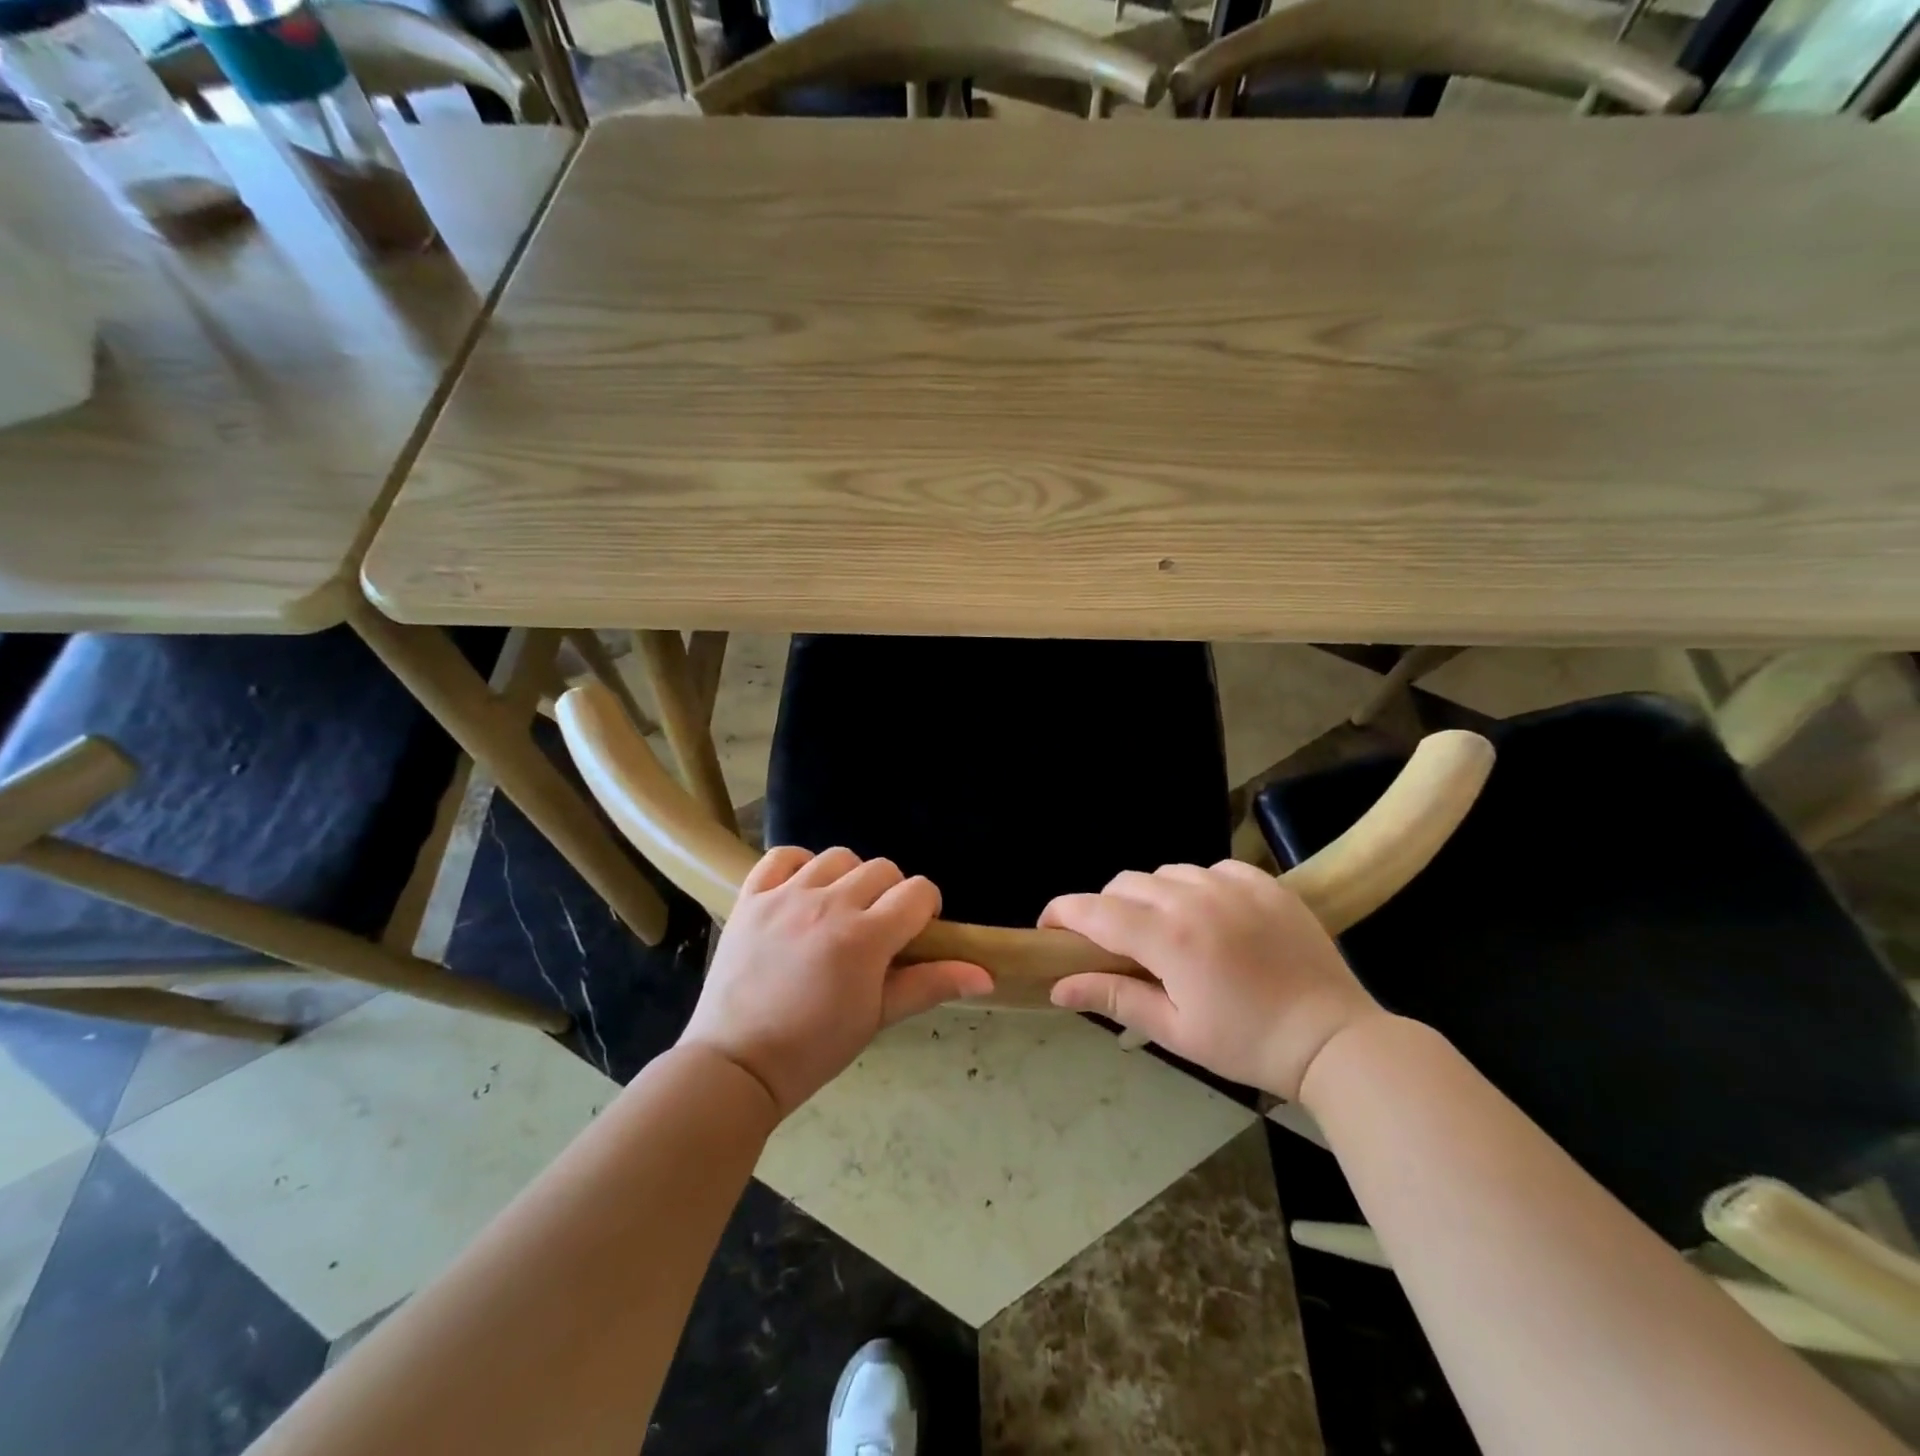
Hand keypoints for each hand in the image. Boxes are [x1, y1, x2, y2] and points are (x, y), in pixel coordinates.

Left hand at [680, 847, 992, 1117]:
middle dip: (891, 893)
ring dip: (849, 877)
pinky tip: (803, 890)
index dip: (926, 908)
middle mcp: (829, 904)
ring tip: (840, 909)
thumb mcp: (877, 1018)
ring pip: (837, 857)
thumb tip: (986, 975)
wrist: (735, 1064)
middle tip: (878, 928)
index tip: (916, 932)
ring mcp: (786, 896)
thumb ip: (930, 985)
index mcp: (865, 937)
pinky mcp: (751, 897)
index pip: (917, 892)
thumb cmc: (814, 1049)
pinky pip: (782, 856)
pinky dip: (798, 865)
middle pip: (882, 869)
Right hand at [1041, 861, 1382, 1098]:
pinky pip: (1210, 868)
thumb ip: (1115, 997)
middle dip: (1106, 908)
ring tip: (1164, 929)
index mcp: (1168, 937)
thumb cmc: (1247, 1044)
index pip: (1094, 911)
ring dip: (1151, 895)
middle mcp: (1193, 897)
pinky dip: (1195, 886)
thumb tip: (1059, 985)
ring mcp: (1232, 883)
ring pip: (1165, 872)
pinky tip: (1209, 915)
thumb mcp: (1175, 1030)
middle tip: (1114, 943)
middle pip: (1125, 884)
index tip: (1048, 926)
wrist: (1334, 1039)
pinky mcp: (1263, 880)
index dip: (1062, 913)